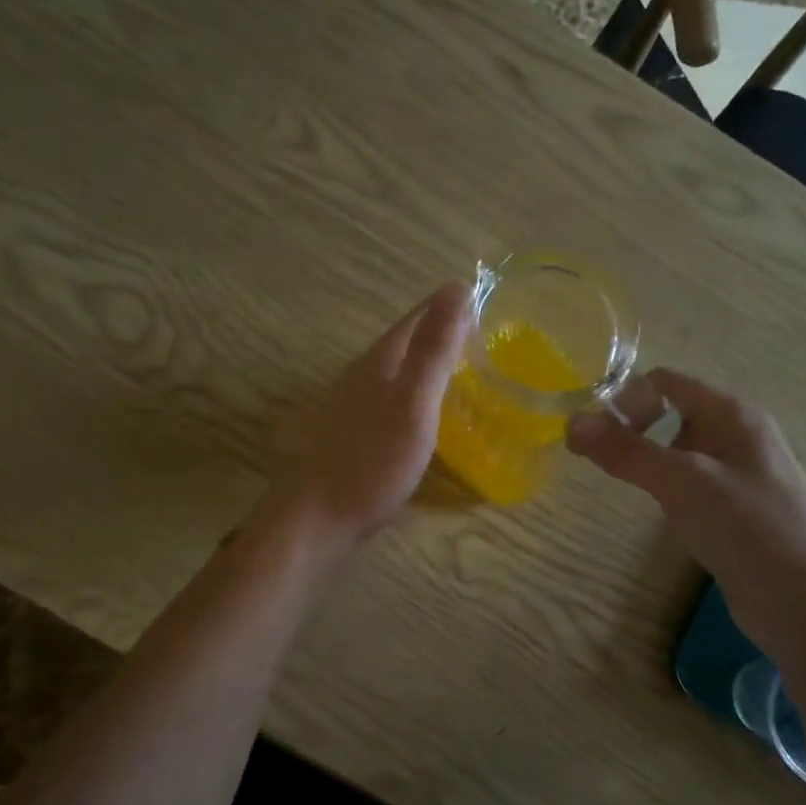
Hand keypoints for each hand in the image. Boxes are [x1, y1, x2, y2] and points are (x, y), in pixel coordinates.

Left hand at [265, 282, 471, 552]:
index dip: (449, 307)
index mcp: (379, 361)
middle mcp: (361, 375)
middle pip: (405, 344)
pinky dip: (415, 398)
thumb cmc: (373, 462)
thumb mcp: (413, 403)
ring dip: (427, 367)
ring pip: (396, 373)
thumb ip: (433, 348)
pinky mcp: (352, 435)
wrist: (319, 518)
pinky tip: (427, 418)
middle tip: (484, 342)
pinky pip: (391, 401)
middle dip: (440, 335)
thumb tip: (456, 286)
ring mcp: (352, 406)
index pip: (416, 318)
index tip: (486, 305)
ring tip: (463, 375)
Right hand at [566, 369, 805, 649]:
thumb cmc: (746, 528)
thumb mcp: (681, 482)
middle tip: (604, 464)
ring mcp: (740, 470)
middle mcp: (737, 432)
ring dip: (649, 459)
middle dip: (632, 430)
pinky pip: (692, 479)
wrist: (804, 603)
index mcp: (731, 412)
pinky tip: (664, 511)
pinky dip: (668, 486)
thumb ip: (626, 451)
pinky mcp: (737, 505)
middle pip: (670, 411)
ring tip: (630, 487)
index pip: (664, 381)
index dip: (625, 400)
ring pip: (679, 448)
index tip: (597, 440)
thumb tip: (572, 422)